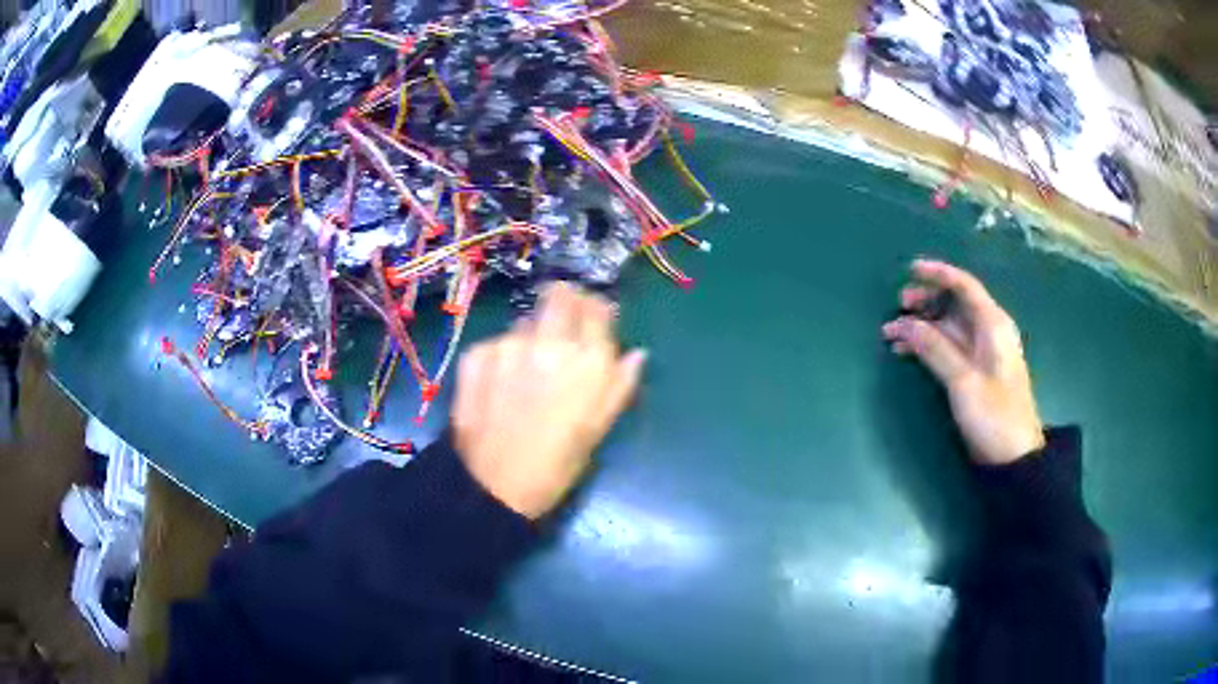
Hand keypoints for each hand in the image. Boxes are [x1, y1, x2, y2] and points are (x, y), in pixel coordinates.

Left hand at [452, 283, 645, 518]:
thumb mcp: (599, 427)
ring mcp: (509, 344)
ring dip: (530, 336)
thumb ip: (619, 384)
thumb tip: (636, 354)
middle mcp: (550, 342)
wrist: (495, 485)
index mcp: (588, 361)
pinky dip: (501, 355)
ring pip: (525, 321)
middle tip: (559, 326)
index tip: (592, 318)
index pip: (597, 308)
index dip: (595, 310)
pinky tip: (499, 384)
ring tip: (525, 371)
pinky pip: (497, 342)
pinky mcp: (477, 353)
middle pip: (559, 296)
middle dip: (563, 304)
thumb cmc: (558, 463)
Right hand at [882, 259, 1044, 465]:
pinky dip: (928, 346)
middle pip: (954, 303)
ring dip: (922, 326)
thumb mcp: (963, 382)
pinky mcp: (976, 371)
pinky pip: (949, 347)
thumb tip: (904, 324)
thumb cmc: (994, 415)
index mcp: (993, 325)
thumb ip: (934, 349)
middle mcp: (989, 331)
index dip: (938, 274)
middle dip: (925, 301)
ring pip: (948, 326)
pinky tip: (907, 352)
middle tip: (898, 307)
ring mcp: (982, 352)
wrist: (1014, 457)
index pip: (964, 286)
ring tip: (893, 334)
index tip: (910, 270)